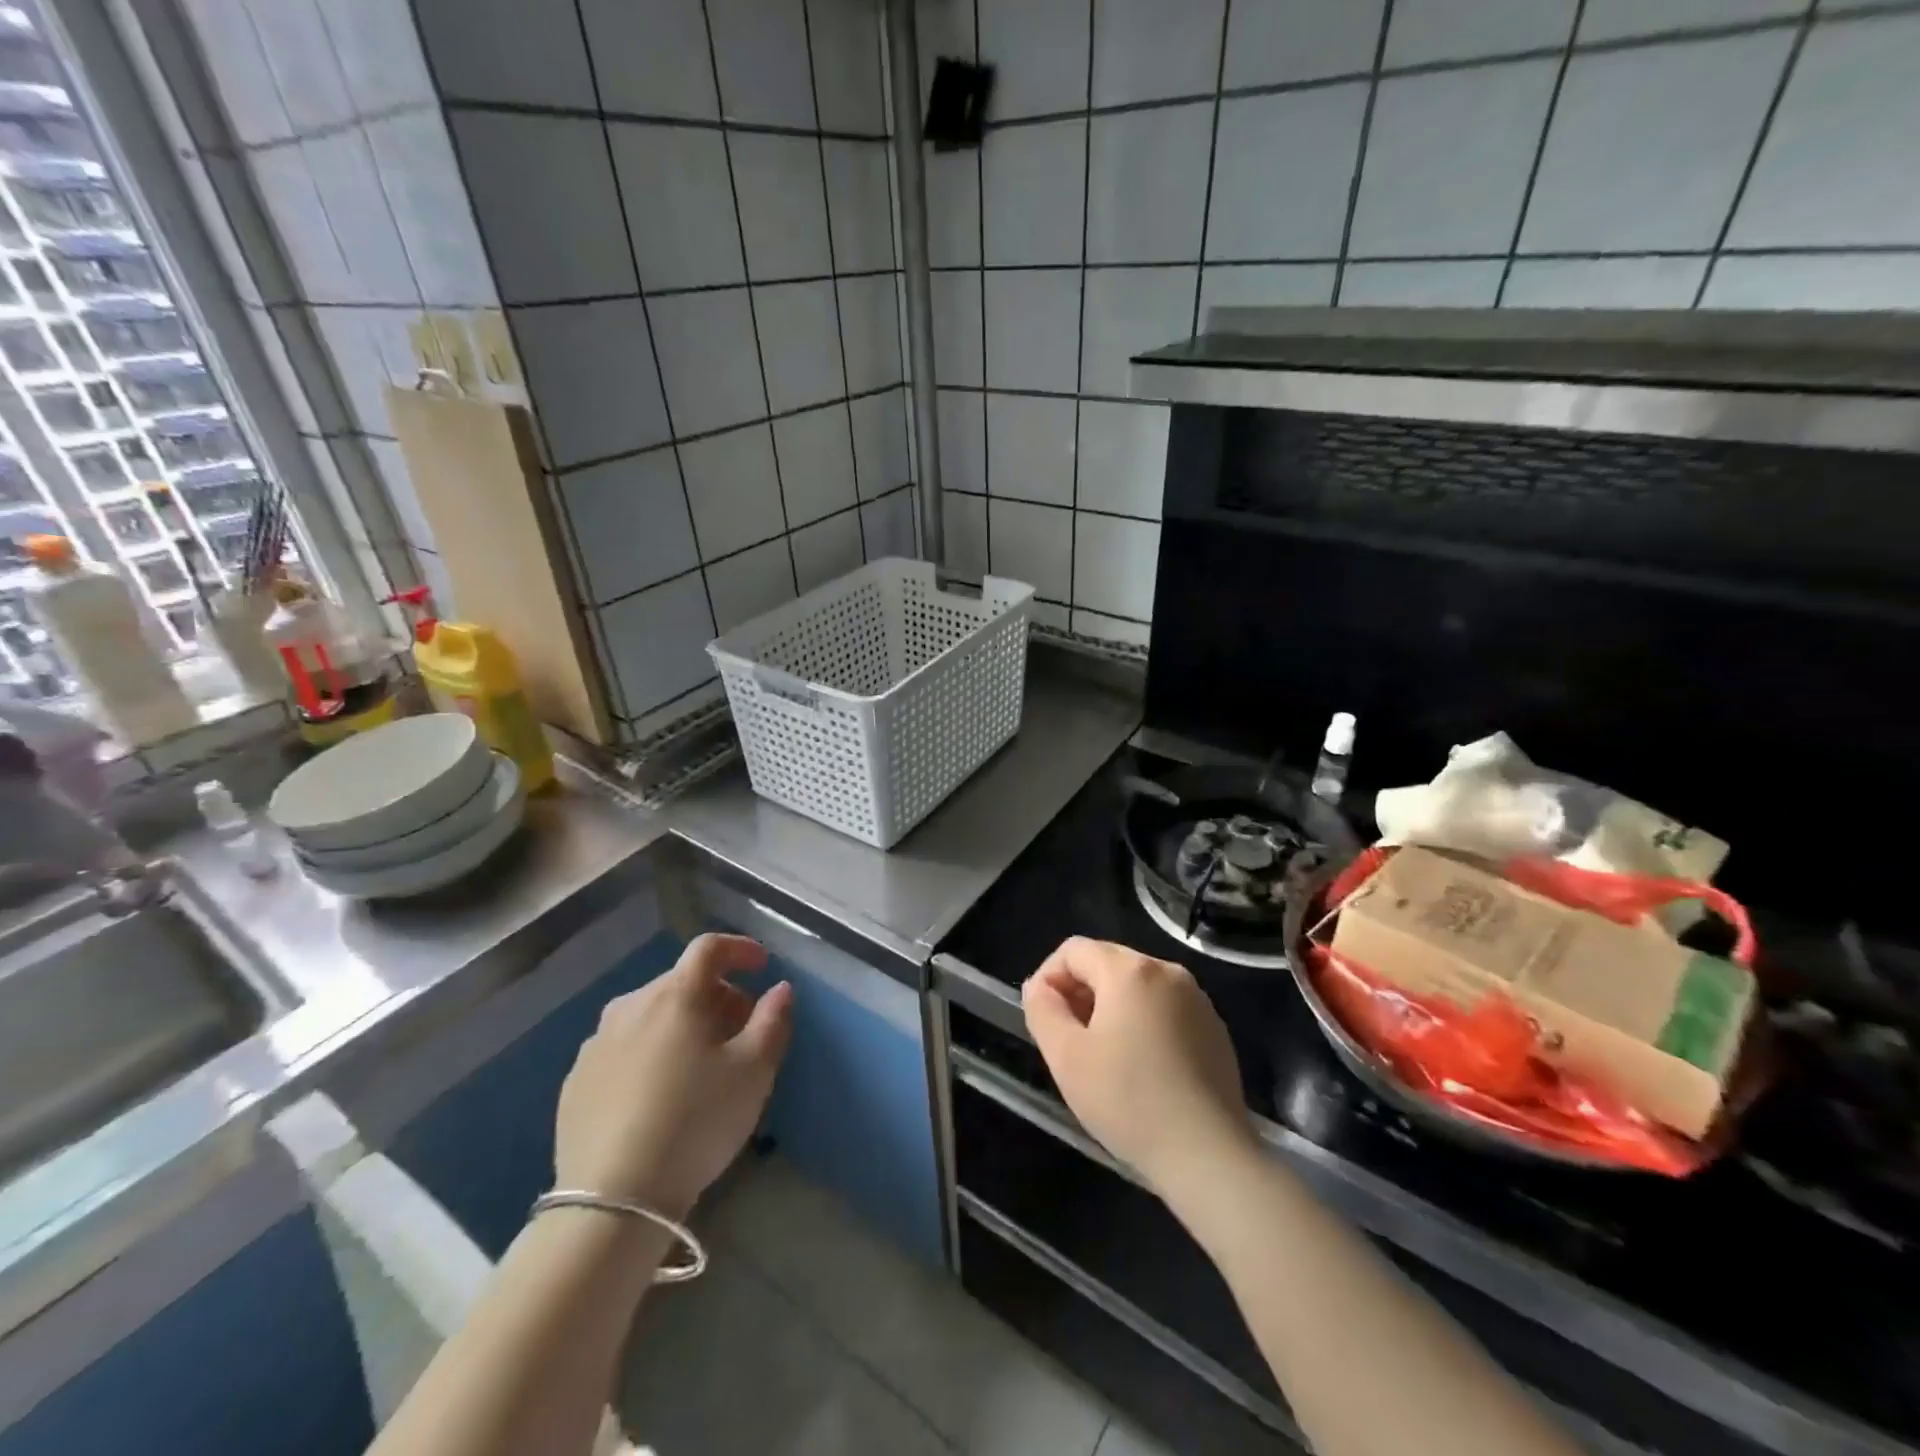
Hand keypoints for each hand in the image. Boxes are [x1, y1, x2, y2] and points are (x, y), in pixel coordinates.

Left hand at [554, 933, 792, 1218]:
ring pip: (650, 1015)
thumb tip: (779, 988)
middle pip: (681, 982)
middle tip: (740, 1030)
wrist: (611, 1200)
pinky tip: (659, 1095)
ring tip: (700, 1064)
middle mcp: (630, 1006)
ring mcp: (596, 1044)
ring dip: (682, 1024)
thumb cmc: (696, 1122)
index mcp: (675, 995)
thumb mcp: (753, 1072)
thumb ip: (772, 1020)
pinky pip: (623, 1049)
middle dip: (717, 995)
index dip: (740, 948)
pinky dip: (649, 1053)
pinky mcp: (575, 1082)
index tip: (763, 966)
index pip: (709, 948)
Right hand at [1023, 937, 1254, 1195]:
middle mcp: (1167, 971)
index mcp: (1130, 970)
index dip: (1048, 977)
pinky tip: (1142, 1069)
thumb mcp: (1065, 1056)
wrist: (1208, 1155)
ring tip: (1104, 1057)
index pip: (1074, 950)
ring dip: (1111, 1009)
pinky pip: (1165, 1010)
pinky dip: (1143, 1024)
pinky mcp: (1215, 1029)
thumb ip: (1042, 1009)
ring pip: (1137, 987)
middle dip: (1080, 992)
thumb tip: (1040, 987)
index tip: (1043, 1019)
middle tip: (1069, 1040)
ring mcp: (1197, 999)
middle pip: (1107, 963)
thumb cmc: (1128, 1100)